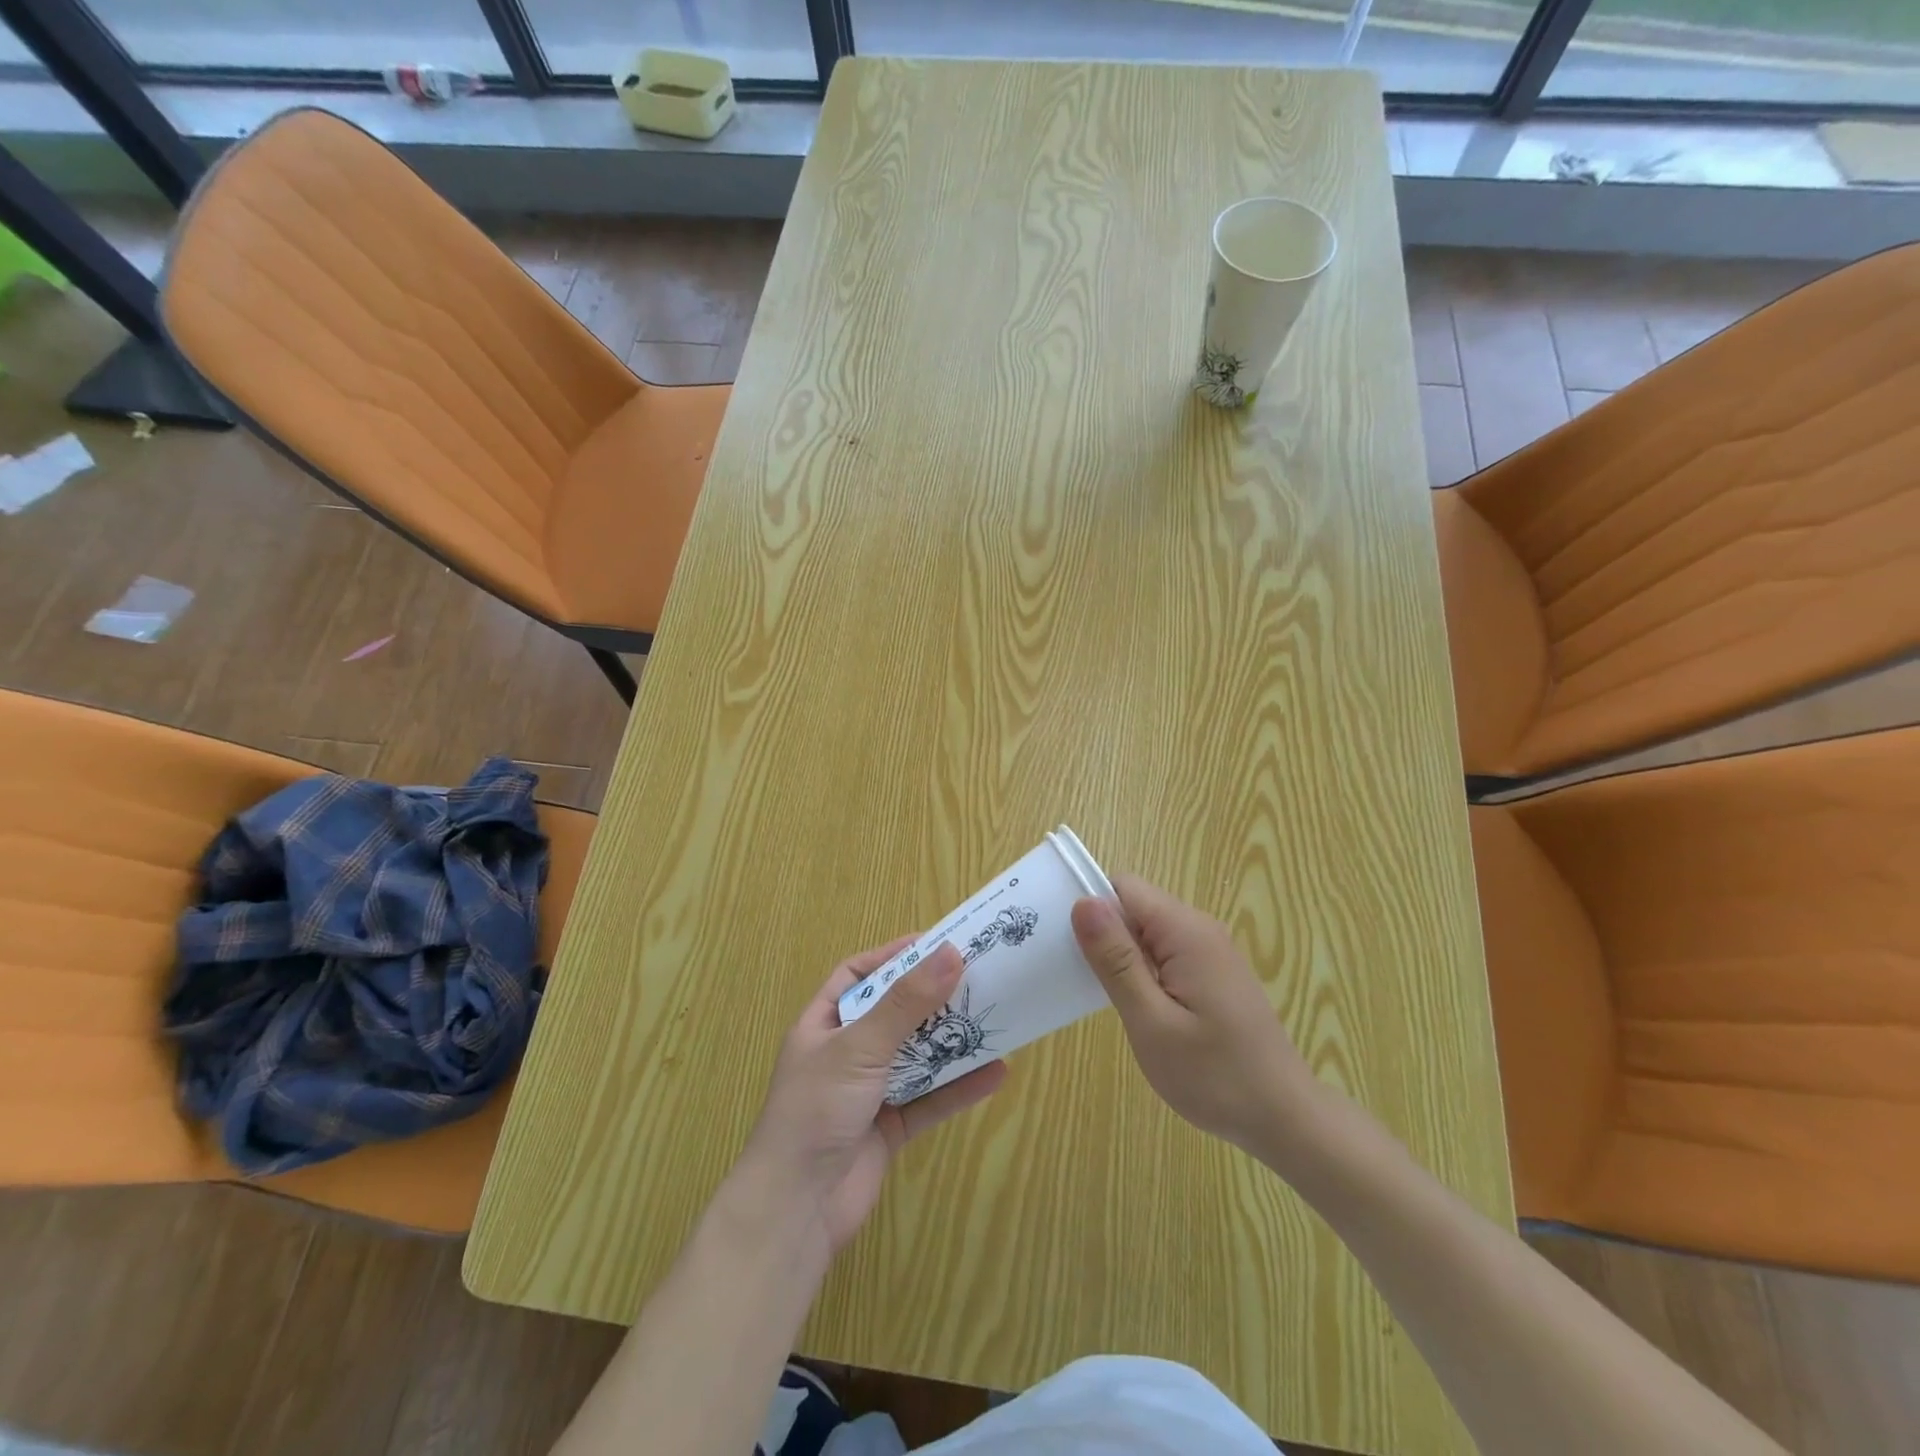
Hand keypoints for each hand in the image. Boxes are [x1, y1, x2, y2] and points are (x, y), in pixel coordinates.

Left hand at [739, 937, 1006, 1256]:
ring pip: (917, 1056)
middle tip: (976, 975)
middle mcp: (845, 1053)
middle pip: (894, 1013)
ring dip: (951, 1039)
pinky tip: (996, 1073)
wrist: (796, 1211)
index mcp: (823, 1024)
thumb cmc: (817, 1110)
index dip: (893, 957)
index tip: (936, 944)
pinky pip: (930, 1099)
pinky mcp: (890, 1127)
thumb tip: (950, 953)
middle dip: (932, 997)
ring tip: (993, 1016)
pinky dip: (960, 1087)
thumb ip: (906, 1003)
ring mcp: (868, 1091)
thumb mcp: (860, 1046)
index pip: (858, 974)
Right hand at [1071, 875, 1323, 1162]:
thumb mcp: (1151, 1021)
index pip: (1123, 887)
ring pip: (1147, 931)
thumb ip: (1116, 960)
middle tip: (1078, 977)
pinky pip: (1165, 952)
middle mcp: (1200, 929)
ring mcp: (1210, 951)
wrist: (1284, 1118)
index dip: (1091, 907)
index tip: (1063, 942)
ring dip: (1121, 955)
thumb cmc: (1214, 1075)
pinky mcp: (1213, 973)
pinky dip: (1142, 970)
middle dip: (1103, 933)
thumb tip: (1084, 902)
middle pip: (1135, 906)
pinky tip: (1134, 1007)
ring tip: (1100, 995)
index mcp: (1185, 931)